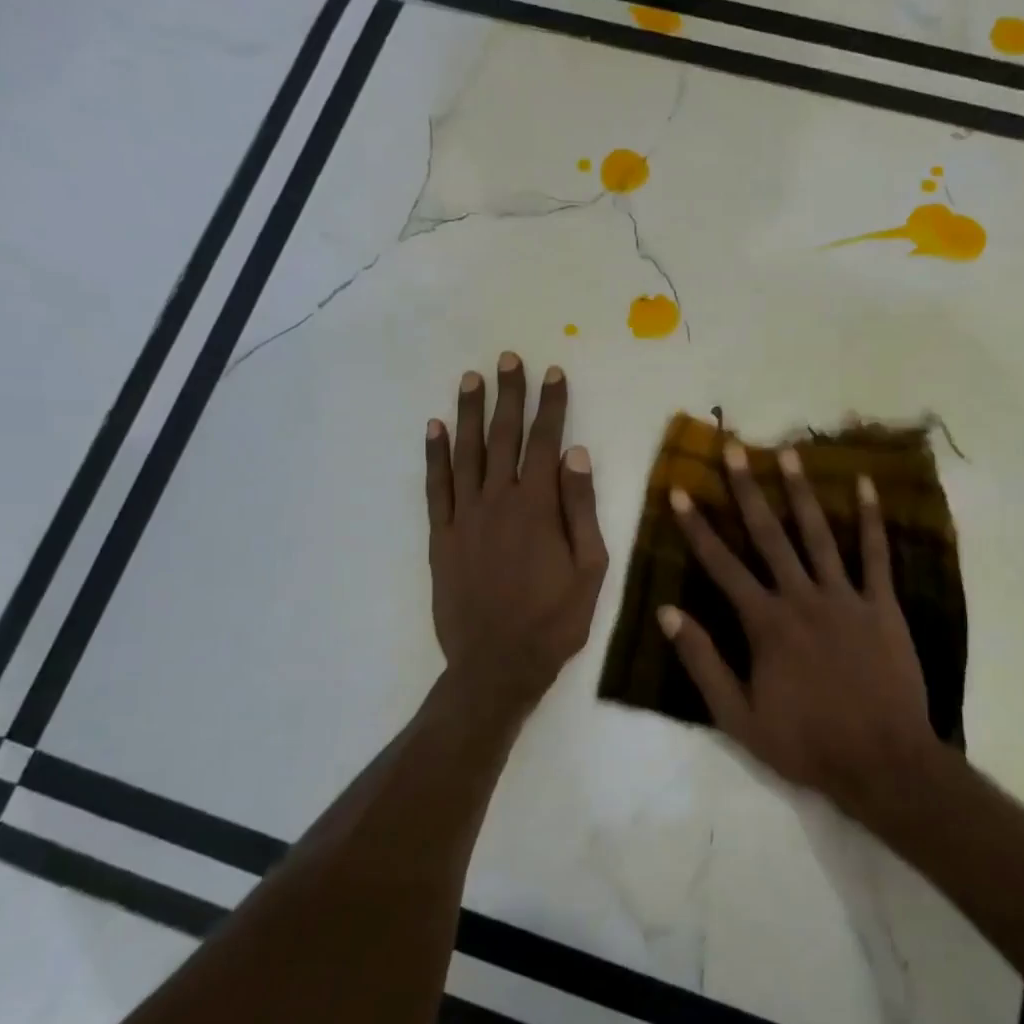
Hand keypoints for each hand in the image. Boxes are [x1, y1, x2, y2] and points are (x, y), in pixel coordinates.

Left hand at [426, 353, 608, 709]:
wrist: (497, 664)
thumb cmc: (555, 620)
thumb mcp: (590, 569)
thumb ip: (582, 509)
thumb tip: (576, 455)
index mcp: (539, 507)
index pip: (546, 442)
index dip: (551, 405)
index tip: (553, 373)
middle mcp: (498, 501)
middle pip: (503, 437)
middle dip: (508, 396)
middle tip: (508, 359)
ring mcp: (465, 517)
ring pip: (466, 453)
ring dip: (469, 413)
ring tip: (472, 379)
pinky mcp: (442, 537)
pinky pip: (436, 487)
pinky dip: (434, 455)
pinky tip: (434, 429)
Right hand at [659, 441, 943, 825]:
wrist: (881, 762)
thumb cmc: (806, 743)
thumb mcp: (738, 717)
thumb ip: (703, 662)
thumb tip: (668, 613)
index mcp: (765, 624)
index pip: (722, 566)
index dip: (697, 528)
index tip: (679, 492)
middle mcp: (801, 598)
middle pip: (769, 535)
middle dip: (748, 490)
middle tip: (734, 448)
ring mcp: (845, 598)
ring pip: (819, 534)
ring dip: (802, 492)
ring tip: (789, 453)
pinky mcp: (882, 605)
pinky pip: (876, 555)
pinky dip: (871, 519)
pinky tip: (865, 486)